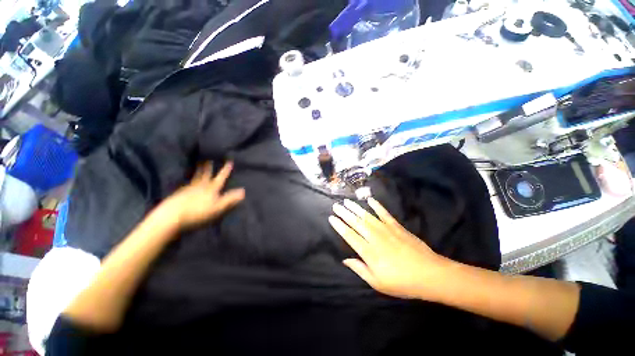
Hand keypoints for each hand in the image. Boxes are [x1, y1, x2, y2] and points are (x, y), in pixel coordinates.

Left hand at [160, 162, 244, 229]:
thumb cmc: (198, 212)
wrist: (172, 216)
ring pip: (195, 177)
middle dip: (209, 167)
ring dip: (198, 171)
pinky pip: (186, 184)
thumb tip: (243, 191)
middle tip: (209, 159)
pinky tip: (187, 182)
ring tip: (198, 165)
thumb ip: (230, 199)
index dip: (225, 170)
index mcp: (211, 189)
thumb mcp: (218, 207)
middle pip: (205, 175)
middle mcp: (200, 186)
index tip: (229, 161)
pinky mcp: (179, 194)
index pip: (220, 178)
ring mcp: (188, 189)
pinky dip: (189, 181)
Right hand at [329, 198, 449, 300]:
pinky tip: (370, 200)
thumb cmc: (401, 282)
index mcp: (368, 252)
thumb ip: (359, 269)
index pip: (349, 235)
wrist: (429, 274)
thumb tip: (345, 259)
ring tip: (347, 201)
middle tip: (336, 205)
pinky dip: (376, 206)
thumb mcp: (377, 283)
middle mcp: (374, 237)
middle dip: (344, 213)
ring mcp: (386, 229)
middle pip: (355, 222)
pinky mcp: (396, 226)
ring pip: (367, 216)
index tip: (332, 218)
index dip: (339, 226)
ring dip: (355, 208)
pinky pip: (384, 213)